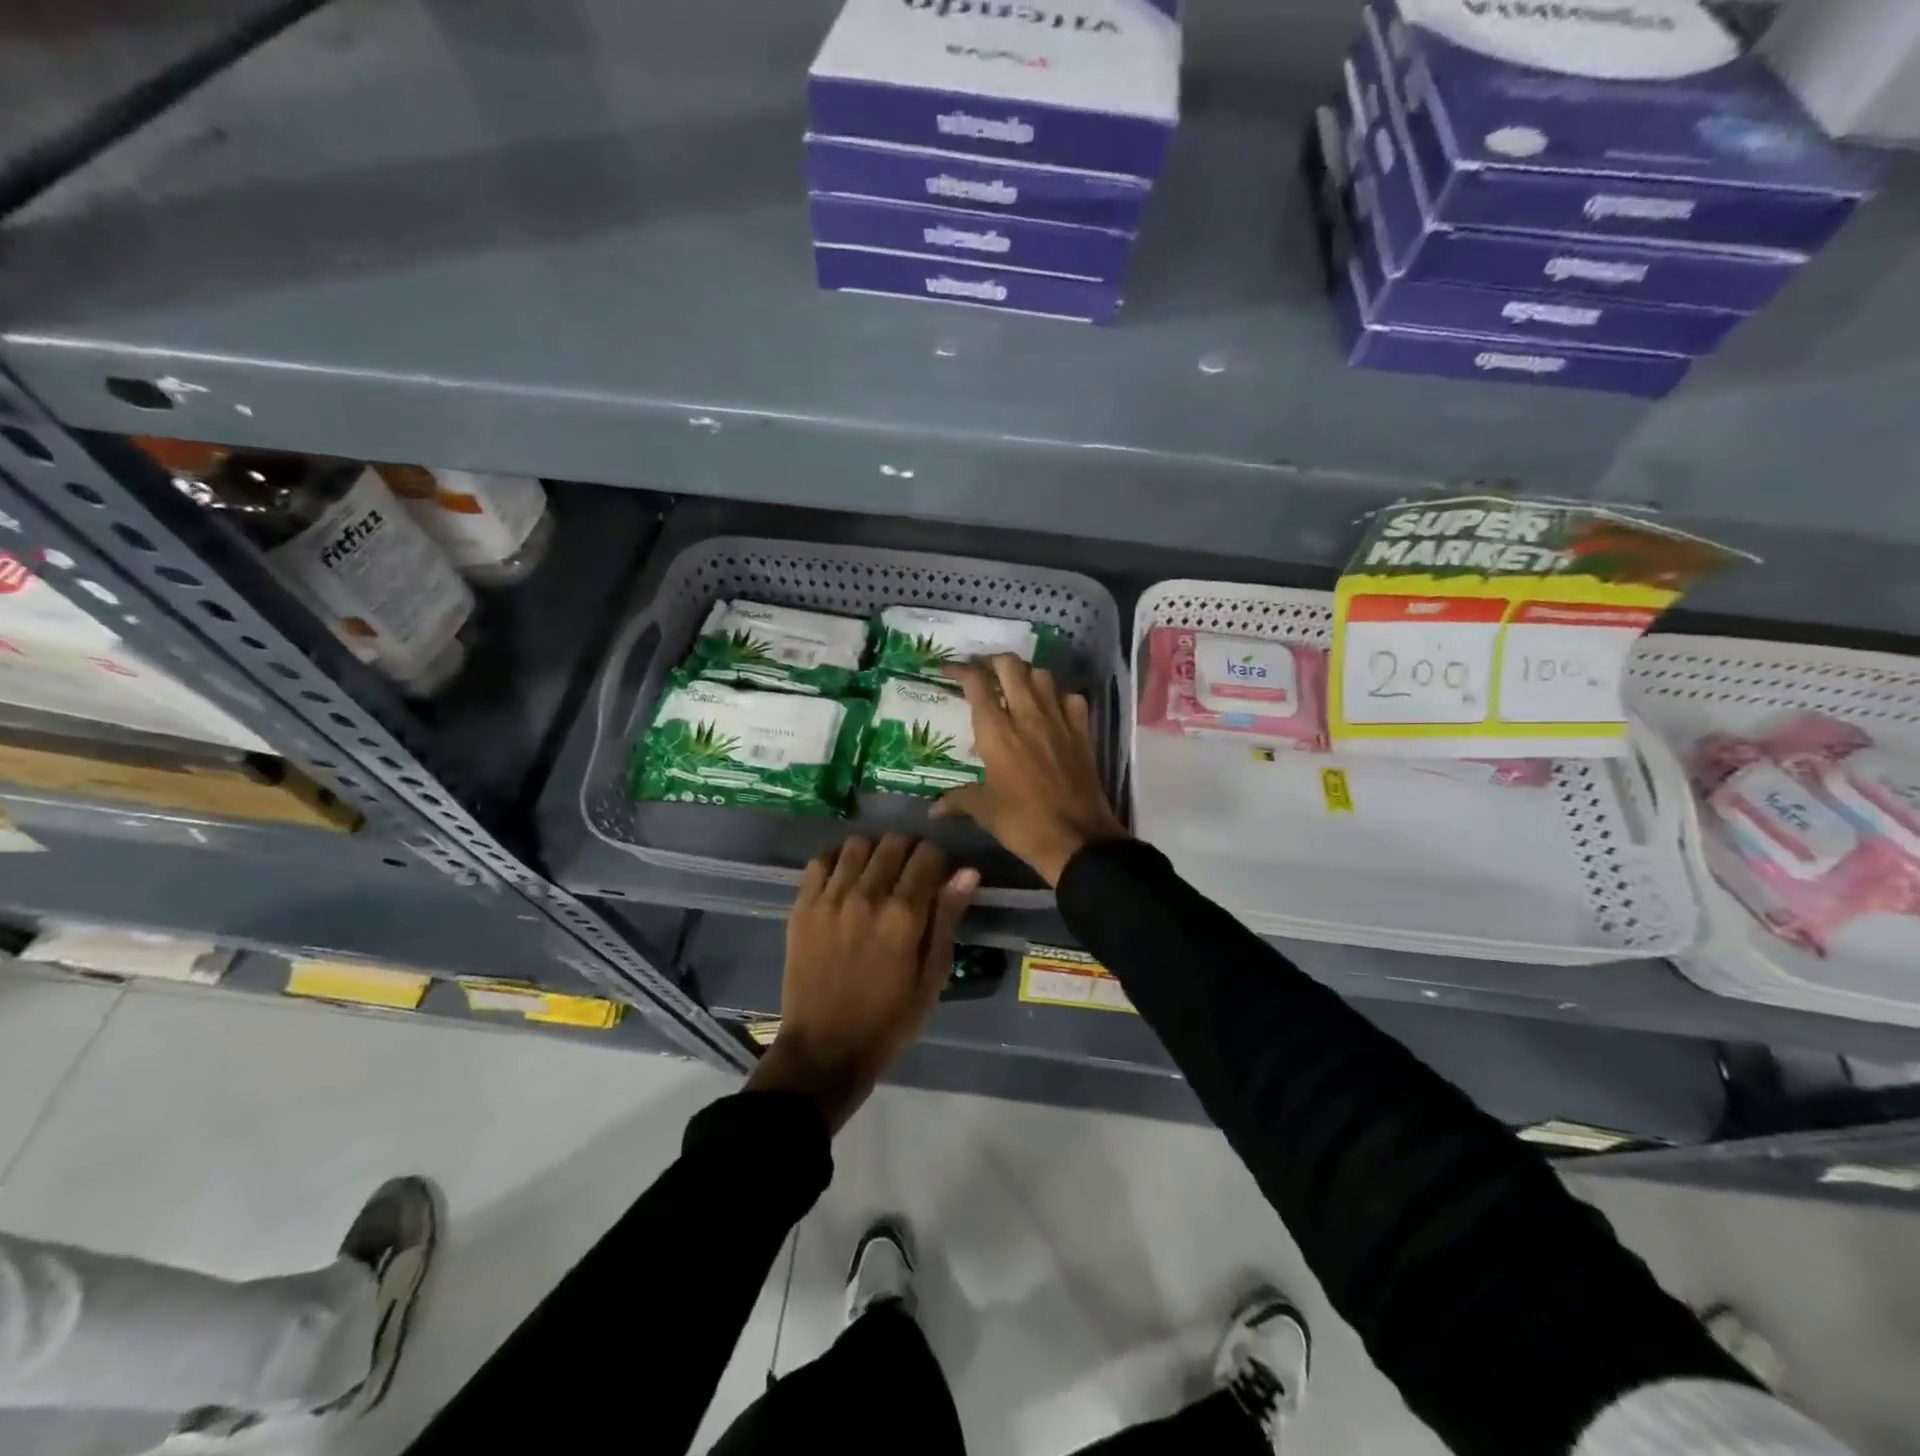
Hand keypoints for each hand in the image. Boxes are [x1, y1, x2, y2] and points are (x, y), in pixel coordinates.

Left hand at [747, 834, 976, 1129]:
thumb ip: (947, 919)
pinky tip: (845, 877)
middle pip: (893, 842)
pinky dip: (837, 859)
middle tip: (911, 871)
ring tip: (877, 872)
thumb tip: (967, 872)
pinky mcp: (802, 907)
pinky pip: (820, 861)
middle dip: (909, 849)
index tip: (938, 874)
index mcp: (903, 916)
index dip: (939, 859)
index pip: (927, 855)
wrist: (825, 1049)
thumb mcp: (932, 977)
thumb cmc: (889, 1020)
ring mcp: (830, 899)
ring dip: (874, 851)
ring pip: (857, 844)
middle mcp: (867, 896)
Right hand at [934, 656, 1127, 887]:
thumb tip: (933, 808)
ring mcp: (1059, 722)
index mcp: (998, 733)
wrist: (1076, 839)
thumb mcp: (984, 811)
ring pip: (1043, 676)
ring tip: (1015, 685)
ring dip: (1026, 674)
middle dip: (993, 661)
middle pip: (1011, 667)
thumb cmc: (1022, 824)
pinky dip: (1059, 695)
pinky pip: (1072, 698)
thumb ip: (958, 800)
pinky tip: (1051, 706)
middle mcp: (1027, 717)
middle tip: (983, 671)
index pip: (977, 685)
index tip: (949, 670)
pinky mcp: (1082, 733)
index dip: (961, 670)